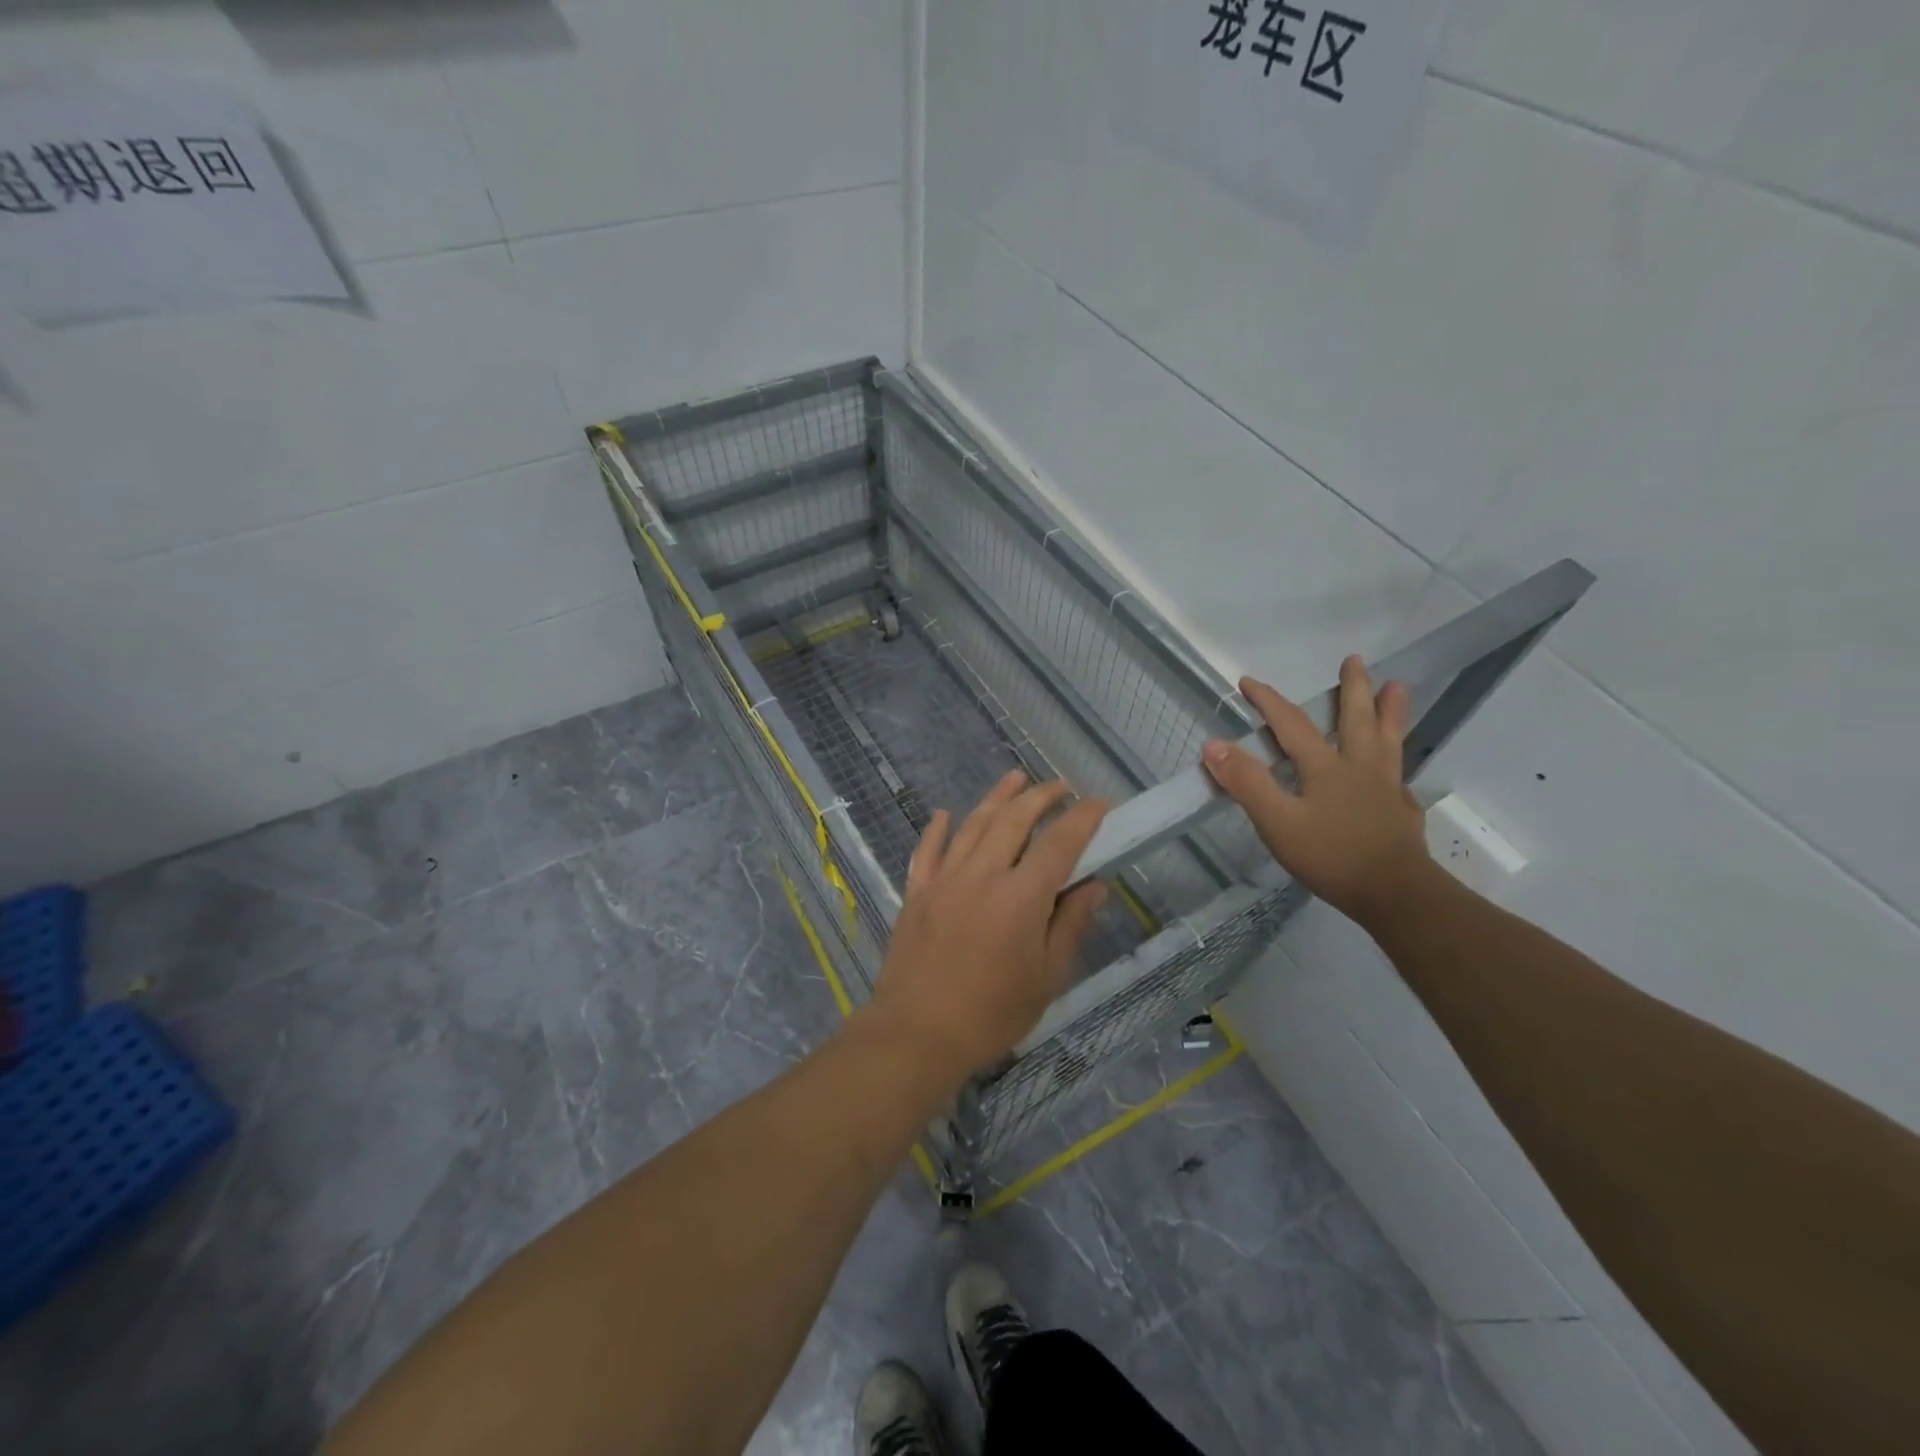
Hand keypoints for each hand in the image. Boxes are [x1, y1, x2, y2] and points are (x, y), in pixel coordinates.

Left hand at [866, 771, 1108, 1083]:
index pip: (1059, 844)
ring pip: (973, 824)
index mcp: (1021, 897)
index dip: (1082, 819)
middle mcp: (983, 875)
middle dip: (1041, 796)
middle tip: (1060, 787)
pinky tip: (946, 814)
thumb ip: (1070, 926)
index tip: (1099, 803)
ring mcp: (945, 879)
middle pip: (1014, 820)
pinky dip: (938, 828)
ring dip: (997, 797)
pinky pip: (928, 850)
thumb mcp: (1046, 978)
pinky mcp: (917, 892)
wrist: (917, 1032)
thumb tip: (1093, 886)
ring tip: (1015, 778)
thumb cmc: (991, 1013)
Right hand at [1202, 656, 1431, 929]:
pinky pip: (1399, 774)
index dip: (1268, 701)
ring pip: (1387, 739)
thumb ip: (1247, 782)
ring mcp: (1386, 787)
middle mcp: (1359, 767)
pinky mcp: (1401, 810)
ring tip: (1396, 687)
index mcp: (1324, 767)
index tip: (1248, 682)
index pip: (1291, 724)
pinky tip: (1397, 769)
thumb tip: (1213, 745)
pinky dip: (1397, 760)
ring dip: (1389, 711)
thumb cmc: (1331, 856)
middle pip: (1355, 719)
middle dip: (1352, 688)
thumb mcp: (1277, 822)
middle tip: (1355, 660)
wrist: (1395, 893)